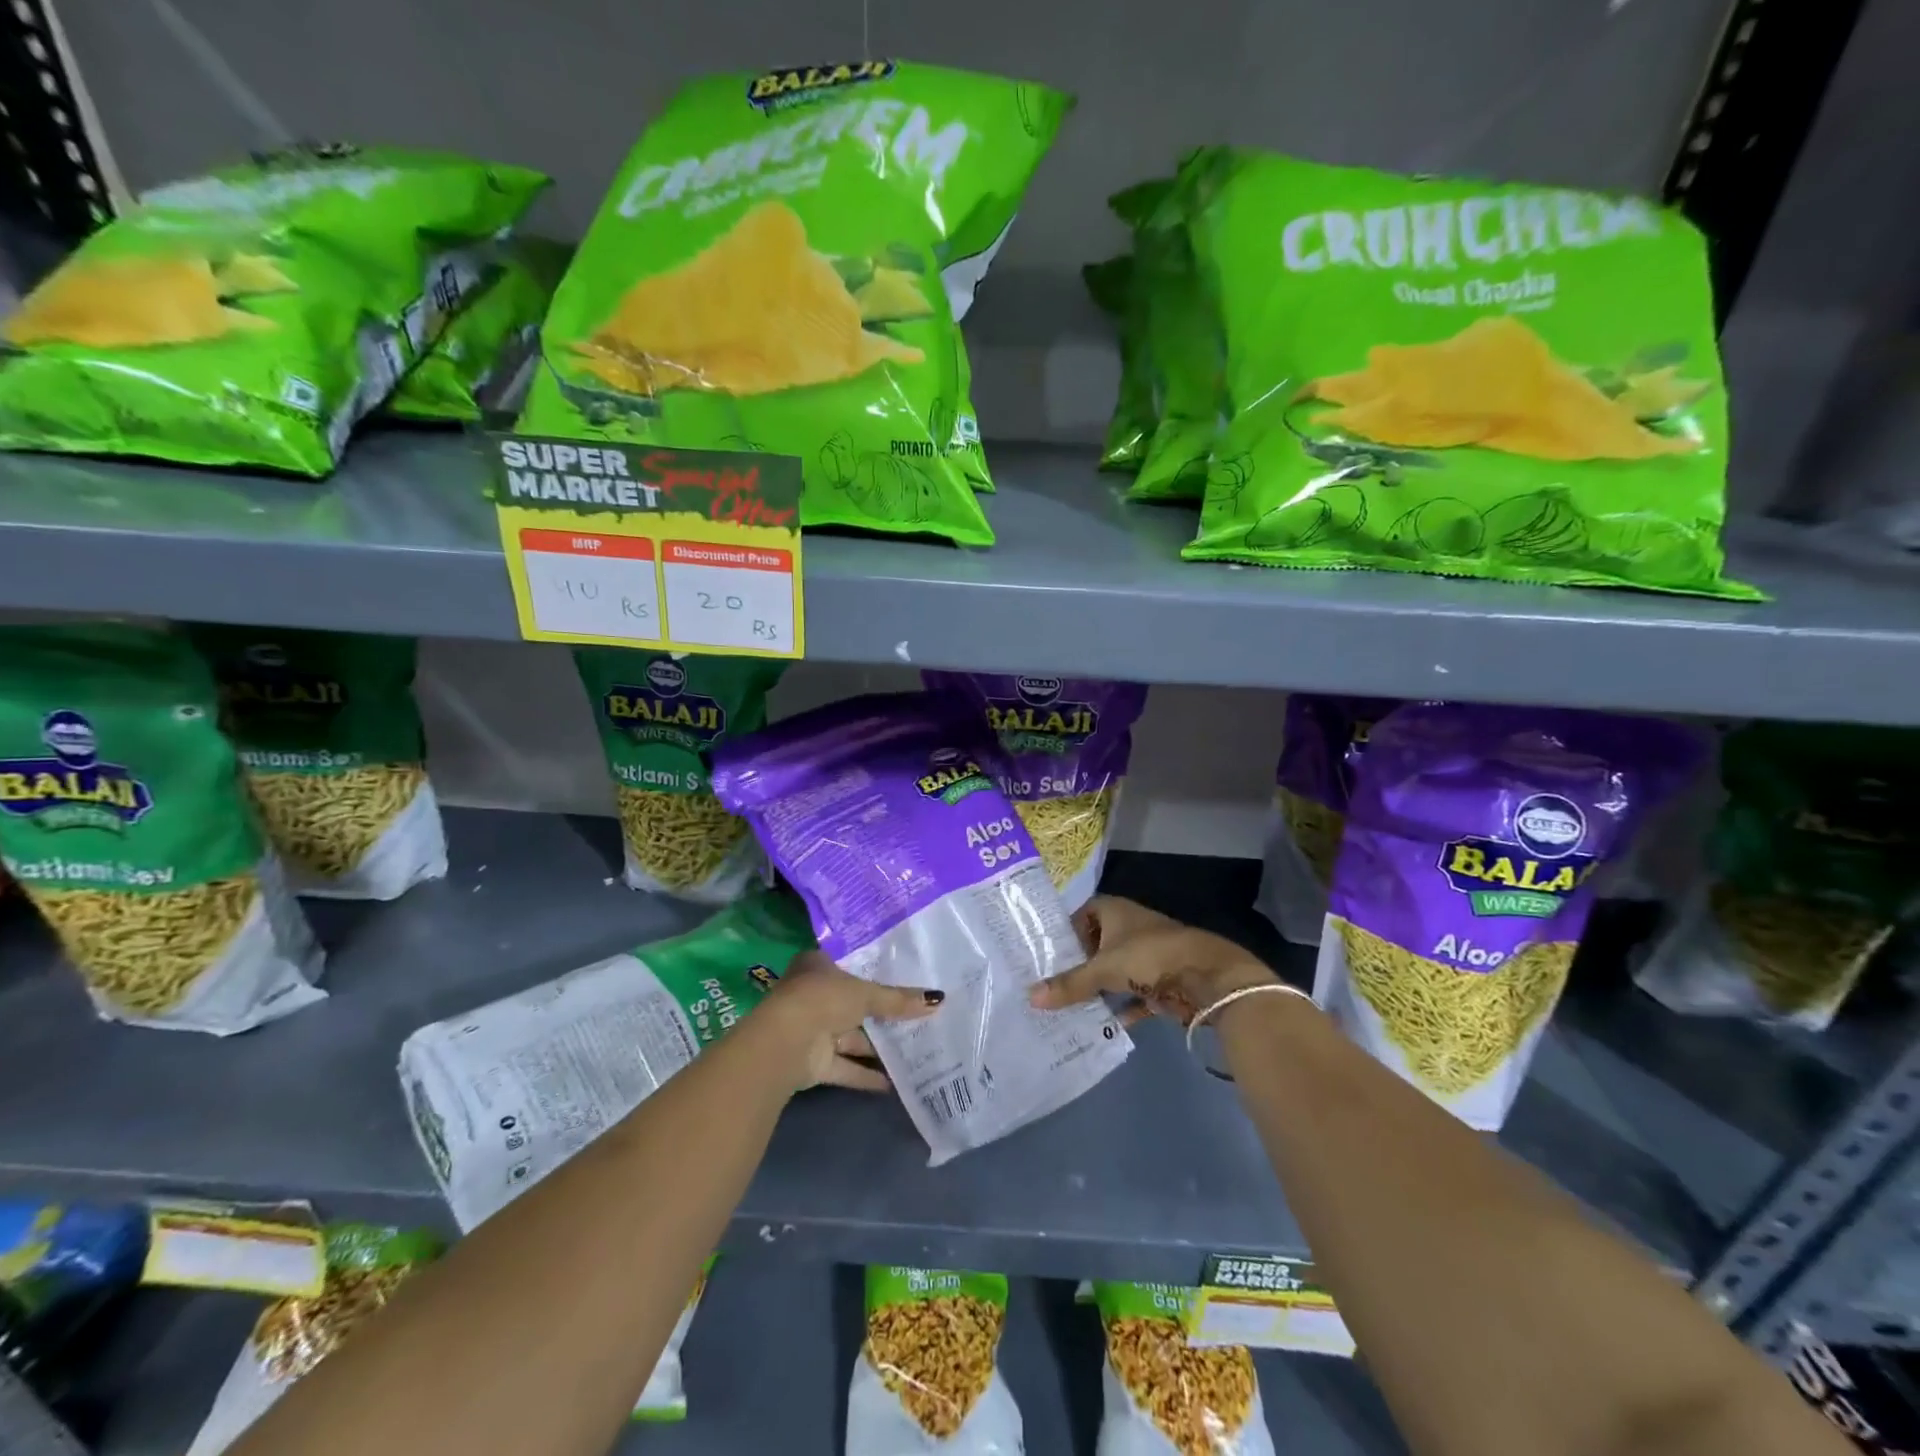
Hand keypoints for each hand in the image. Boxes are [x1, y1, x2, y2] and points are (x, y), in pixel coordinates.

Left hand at [756, 950, 943, 1092]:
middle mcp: (814, 996)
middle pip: (855, 1005)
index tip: (907, 979)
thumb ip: (899, 1000)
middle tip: (919, 1018)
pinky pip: (847, 1067)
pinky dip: (867, 1075)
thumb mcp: (866, 994)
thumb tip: (938, 999)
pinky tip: (896, 1082)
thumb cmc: (823, 999)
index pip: (852, 967)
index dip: (876, 973)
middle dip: (883, 1015)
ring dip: (878, 1047)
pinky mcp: (814, 1063)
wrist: (784, 1044)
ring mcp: (813, 1031)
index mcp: (818, 967)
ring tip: (916, 1050)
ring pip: (852, 1038)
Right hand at [1029, 895, 1275, 1026]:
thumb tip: (1030, 997)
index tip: (1048, 954)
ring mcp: (1148, 955)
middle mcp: (1130, 928)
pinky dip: (1121, 1010)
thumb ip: (1069, 984)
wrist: (1207, 977)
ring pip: (1115, 973)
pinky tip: (1101, 1027)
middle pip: (1097, 946)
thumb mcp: (1103, 970)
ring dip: (1099, 990)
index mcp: (1115, 911)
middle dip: (1079, 966)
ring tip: (1068, 1009)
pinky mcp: (1162, 982)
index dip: (1066, 931)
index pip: (1082, 914)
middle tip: (1051, 986)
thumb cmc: (1149, 956)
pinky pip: (1134, 996)